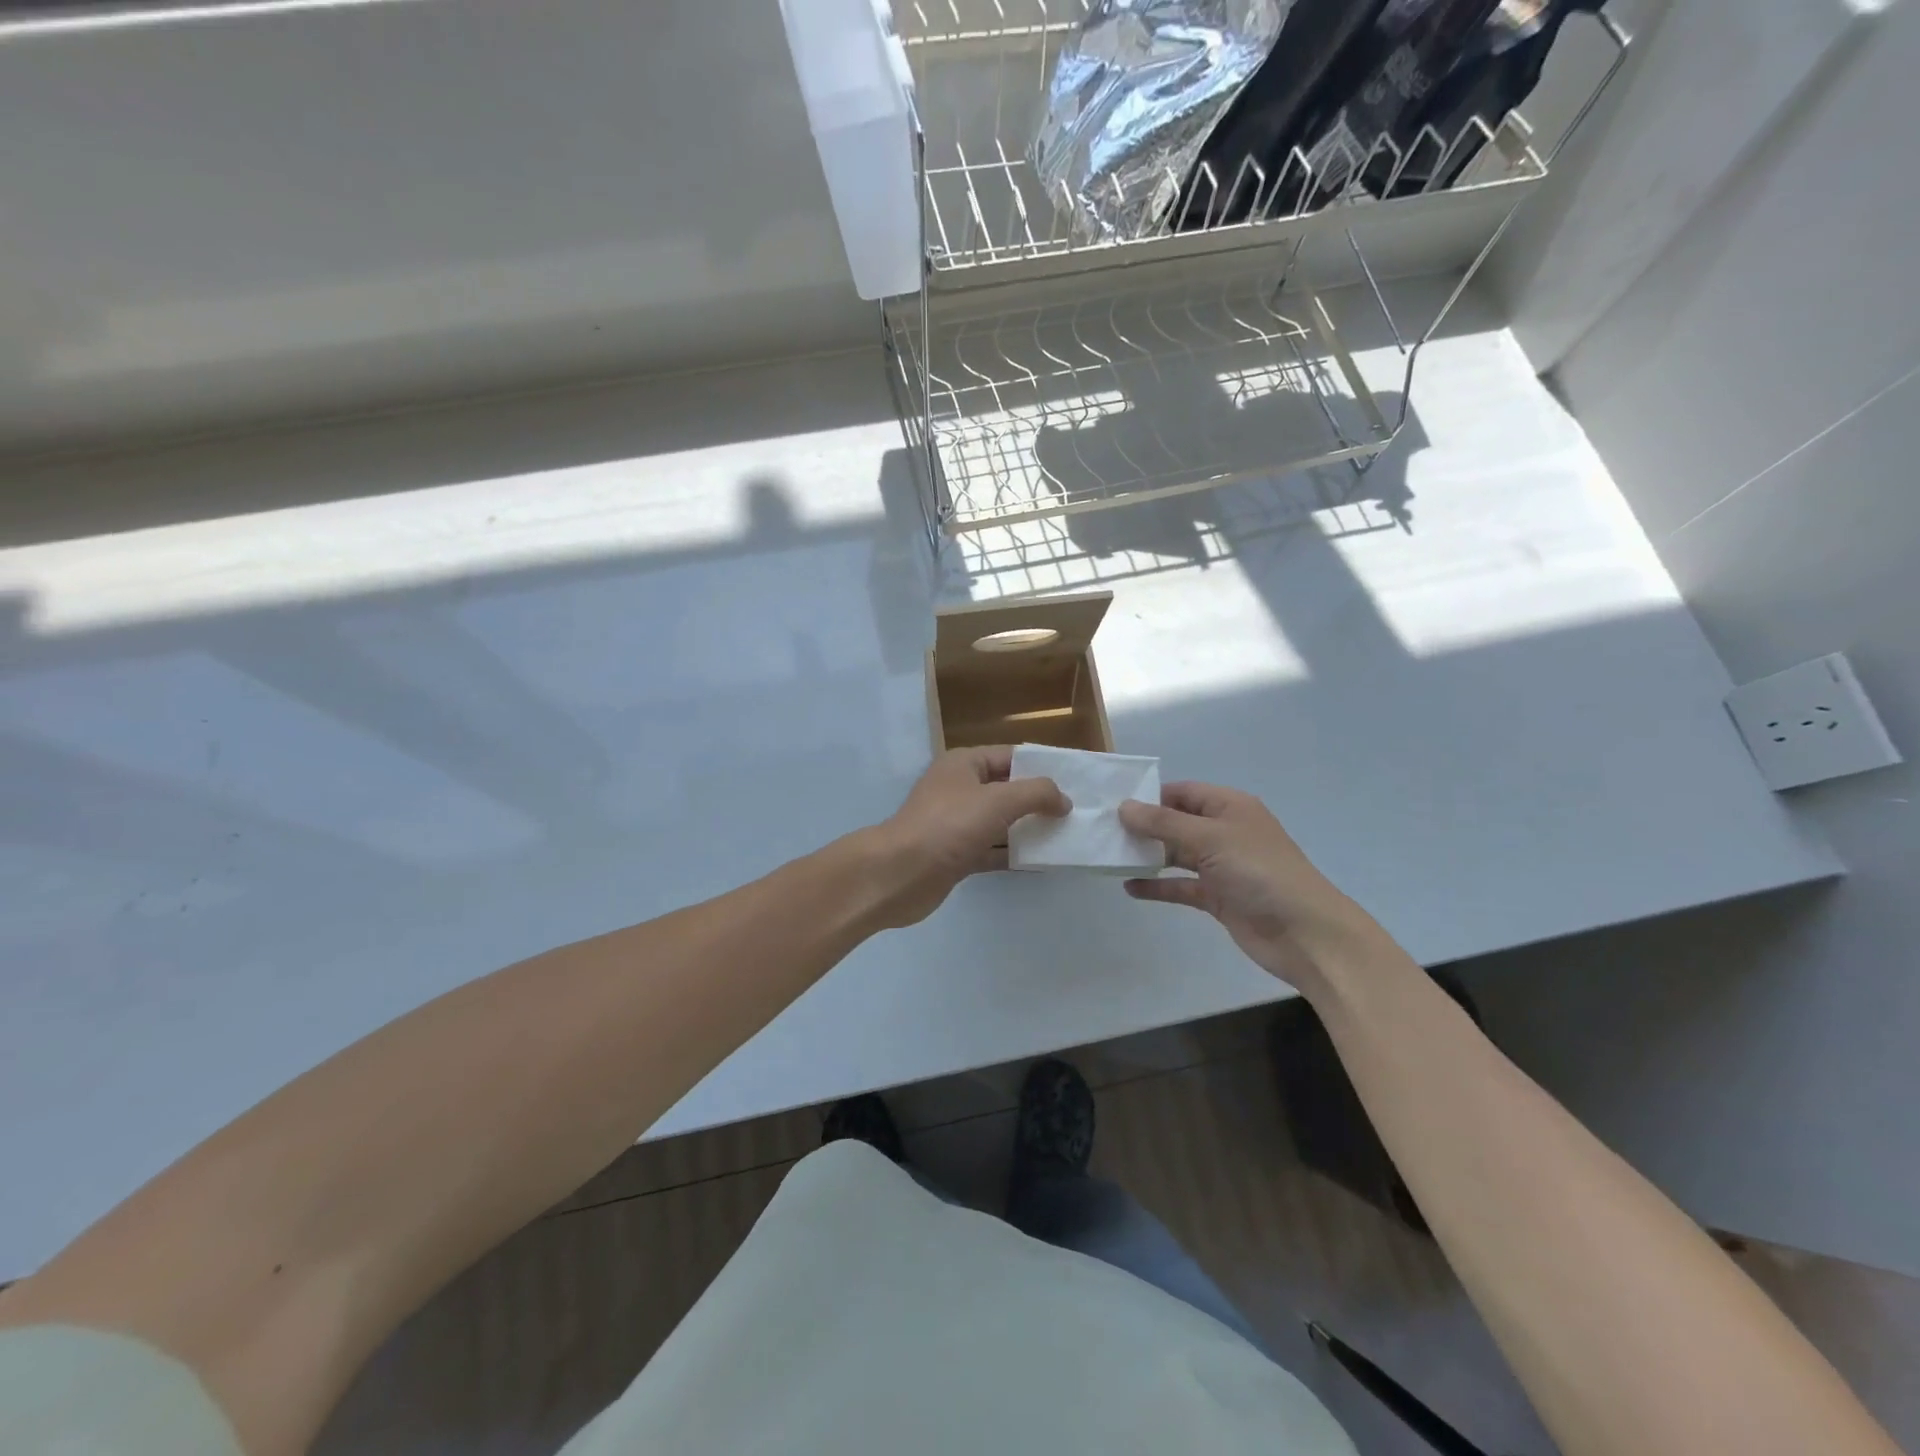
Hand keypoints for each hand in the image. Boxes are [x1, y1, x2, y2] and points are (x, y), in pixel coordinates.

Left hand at [867, 746, 1069, 928]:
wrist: (899, 874)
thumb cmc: (948, 826)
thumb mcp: (998, 800)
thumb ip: (1037, 794)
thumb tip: (1064, 800)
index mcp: (964, 764)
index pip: (1011, 756)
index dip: (1042, 766)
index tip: (1076, 781)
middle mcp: (959, 789)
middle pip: (1007, 789)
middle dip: (1039, 801)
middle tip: (1077, 813)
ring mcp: (956, 824)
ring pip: (1001, 822)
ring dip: (1029, 829)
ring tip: (1068, 837)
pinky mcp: (956, 855)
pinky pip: (992, 849)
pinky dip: (1014, 854)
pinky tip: (1042, 862)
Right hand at [1118, 782, 1380, 990]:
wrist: (1304, 933)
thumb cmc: (1259, 872)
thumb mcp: (1210, 839)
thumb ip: (1164, 824)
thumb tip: (1124, 807)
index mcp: (1230, 807)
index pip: (1183, 792)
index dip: (1150, 796)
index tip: (1113, 804)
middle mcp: (1224, 832)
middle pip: (1176, 823)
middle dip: (1143, 827)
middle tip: (1103, 831)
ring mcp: (1221, 866)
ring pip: (1176, 855)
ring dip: (1147, 856)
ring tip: (1109, 857)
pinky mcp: (1218, 897)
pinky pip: (1181, 886)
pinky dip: (1158, 886)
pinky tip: (1130, 888)